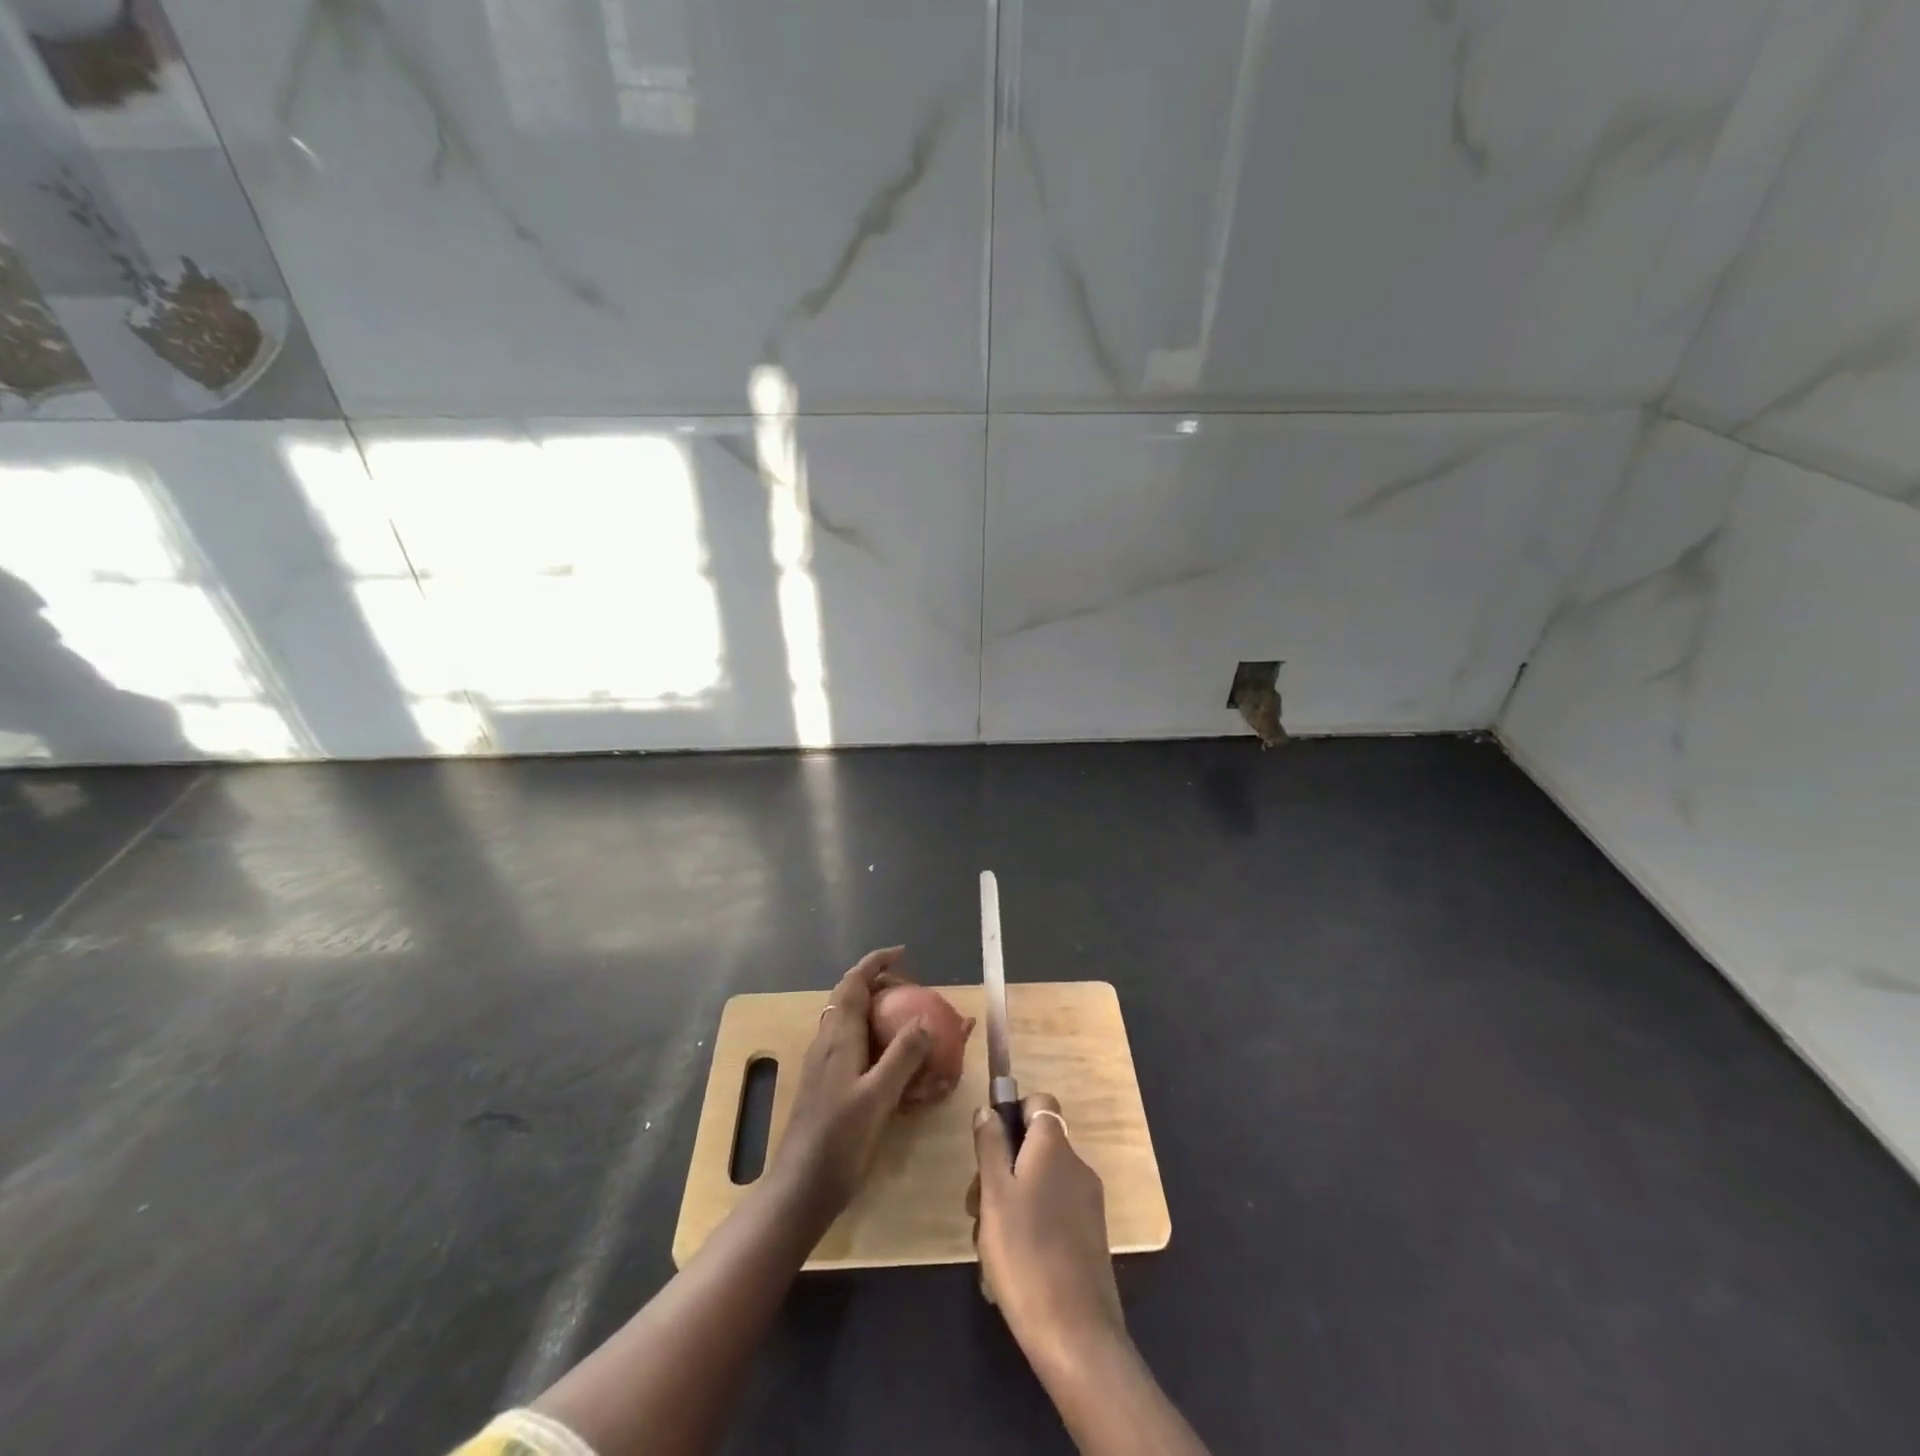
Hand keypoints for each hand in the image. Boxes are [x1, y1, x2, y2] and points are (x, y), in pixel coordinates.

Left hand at [771, 946, 930, 1226]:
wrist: (799, 1189)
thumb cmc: (838, 1141)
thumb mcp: (878, 1097)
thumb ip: (902, 1056)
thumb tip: (925, 1020)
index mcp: (837, 1037)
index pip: (853, 983)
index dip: (875, 962)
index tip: (902, 953)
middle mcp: (827, 1042)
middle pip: (850, 997)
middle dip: (880, 984)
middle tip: (914, 991)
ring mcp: (823, 1064)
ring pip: (850, 1020)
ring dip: (876, 1009)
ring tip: (908, 1019)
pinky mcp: (825, 1084)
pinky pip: (851, 1044)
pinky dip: (873, 1036)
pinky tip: (893, 1062)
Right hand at [969, 1092, 1126, 1369]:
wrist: (1076, 1335)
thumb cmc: (1026, 1253)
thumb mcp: (994, 1195)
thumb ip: (990, 1146)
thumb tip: (988, 1109)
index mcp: (1054, 1147)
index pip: (1039, 1103)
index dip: (1013, 1113)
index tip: (988, 1147)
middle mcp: (1076, 1166)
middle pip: (1033, 1147)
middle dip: (1000, 1170)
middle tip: (975, 1208)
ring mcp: (1086, 1203)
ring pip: (1037, 1184)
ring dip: (1009, 1204)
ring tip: (986, 1247)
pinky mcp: (1089, 1237)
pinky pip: (1051, 1214)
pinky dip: (1028, 1228)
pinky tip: (1007, 1267)